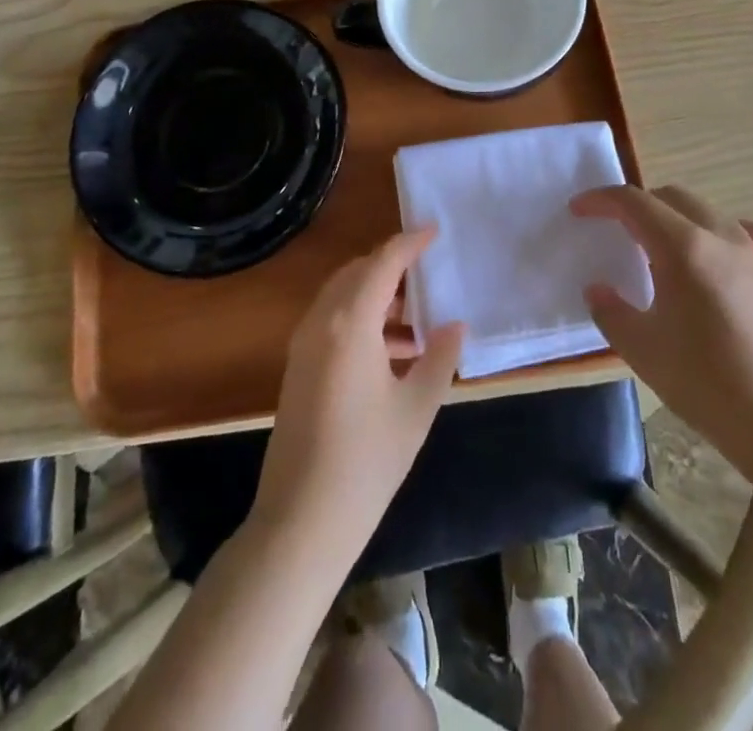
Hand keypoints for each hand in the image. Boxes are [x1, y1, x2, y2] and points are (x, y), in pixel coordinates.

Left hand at [250, 228, 464, 570]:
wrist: (301, 521)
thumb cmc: (366, 461)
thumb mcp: (416, 408)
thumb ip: (439, 358)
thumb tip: (454, 325)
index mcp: (349, 323)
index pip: (382, 264)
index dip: (409, 243)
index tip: (434, 231)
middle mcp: (321, 322)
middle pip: (357, 273)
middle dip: (392, 267)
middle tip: (428, 274)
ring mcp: (304, 345)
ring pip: (343, 298)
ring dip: (377, 296)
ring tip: (418, 320)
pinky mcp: (299, 367)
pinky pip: (333, 322)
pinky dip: (362, 320)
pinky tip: (393, 352)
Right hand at [577, 185, 752, 473]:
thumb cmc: (709, 387)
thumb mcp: (643, 351)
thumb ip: (611, 312)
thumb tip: (597, 289)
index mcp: (684, 249)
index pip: (634, 203)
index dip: (601, 200)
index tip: (578, 210)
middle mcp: (722, 238)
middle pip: (672, 197)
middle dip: (637, 205)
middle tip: (613, 229)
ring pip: (709, 211)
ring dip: (676, 216)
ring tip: (659, 247)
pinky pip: (747, 234)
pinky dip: (721, 232)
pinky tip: (716, 257)